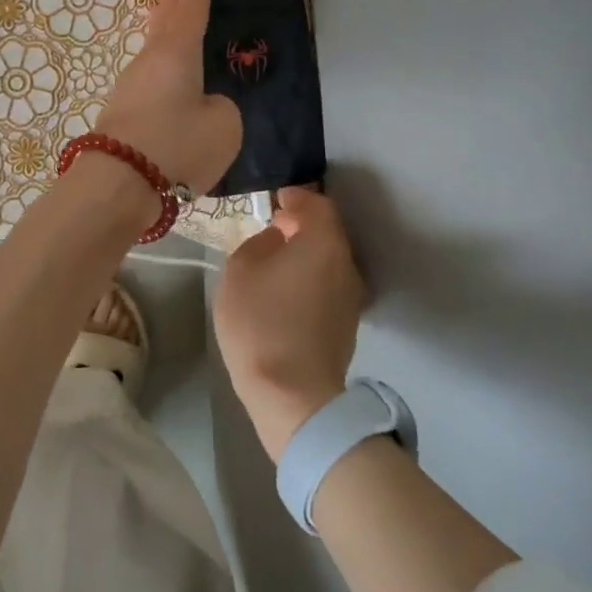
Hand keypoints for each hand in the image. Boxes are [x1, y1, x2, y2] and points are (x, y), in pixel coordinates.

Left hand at [94, 0, 240, 194]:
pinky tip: (164, 83)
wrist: (119, 182)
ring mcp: (129, 89)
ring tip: (166, 24)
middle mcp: (149, 64)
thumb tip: (204, 107)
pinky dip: (157, 73)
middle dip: (167, 0)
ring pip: (151, 54)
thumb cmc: (178, 145)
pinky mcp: (120, 116)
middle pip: (161, 24)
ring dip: (159, 35)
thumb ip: (221, 109)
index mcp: (177, 54)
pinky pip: (146, 83)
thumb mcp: (224, 126)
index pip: (191, 14)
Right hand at [215, 187, 365, 460]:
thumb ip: (259, 243)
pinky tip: (287, 288)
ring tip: (277, 258)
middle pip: (328, 233)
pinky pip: (328, 284)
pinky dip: (310, 276)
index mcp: (323, 243)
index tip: (276, 198)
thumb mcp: (240, 270)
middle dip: (303, 225)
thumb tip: (276, 240)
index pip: (318, 205)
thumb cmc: (260, 322)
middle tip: (275, 225)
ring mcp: (351, 297)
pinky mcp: (346, 324)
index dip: (297, 197)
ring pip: (329, 260)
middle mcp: (346, 264)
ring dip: (307, 252)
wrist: (292, 394)